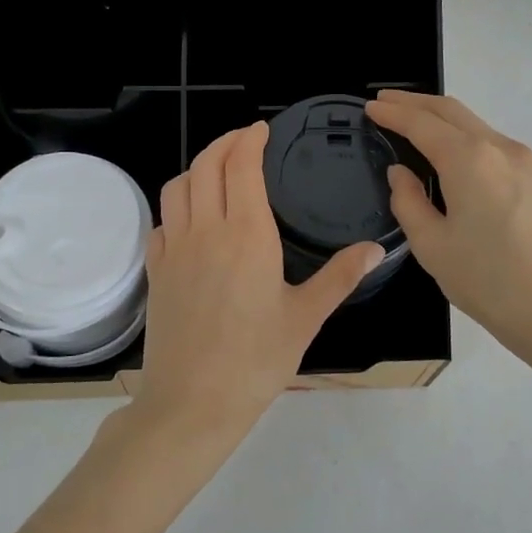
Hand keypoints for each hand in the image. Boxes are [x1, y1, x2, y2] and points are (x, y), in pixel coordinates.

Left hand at [131, 123, 384, 451]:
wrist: (192, 403)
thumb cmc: (256, 360)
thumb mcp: (306, 318)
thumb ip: (340, 276)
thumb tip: (375, 248)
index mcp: (247, 234)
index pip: (241, 166)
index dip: (249, 140)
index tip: (261, 130)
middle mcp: (206, 230)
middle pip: (206, 165)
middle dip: (224, 143)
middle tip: (243, 140)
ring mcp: (174, 249)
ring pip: (178, 187)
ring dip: (197, 168)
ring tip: (217, 171)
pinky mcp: (155, 271)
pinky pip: (162, 221)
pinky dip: (176, 206)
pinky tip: (190, 220)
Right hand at [365, 91, 531, 365]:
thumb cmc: (490, 282)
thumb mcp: (433, 246)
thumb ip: (409, 202)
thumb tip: (401, 173)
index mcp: (468, 159)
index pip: (421, 123)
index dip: (392, 113)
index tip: (368, 107)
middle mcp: (498, 147)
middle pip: (450, 110)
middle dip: (414, 102)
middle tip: (384, 102)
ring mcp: (524, 161)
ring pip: (474, 123)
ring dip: (440, 117)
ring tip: (410, 122)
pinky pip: (490, 142)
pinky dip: (462, 135)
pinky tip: (448, 151)